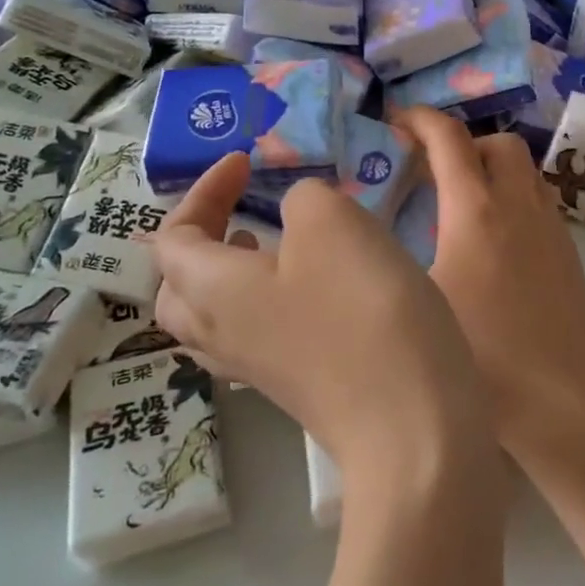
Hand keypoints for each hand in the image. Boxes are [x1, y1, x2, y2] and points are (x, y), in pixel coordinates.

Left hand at [151, 153, 496, 489]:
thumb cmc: (362, 309)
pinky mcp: (294, 387)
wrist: (411, 423)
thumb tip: (298, 211)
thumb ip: (302, 198)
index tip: (246, 162)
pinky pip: (254, 334)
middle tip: (241, 214)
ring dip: (229, 273)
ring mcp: (255, 368)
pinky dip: (265, 301)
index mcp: (210, 291)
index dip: (202, 190)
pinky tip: (313, 288)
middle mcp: (219, 334)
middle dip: (200, 240)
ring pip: (212, 315)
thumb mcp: (332, 222)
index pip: (173, 236)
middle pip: (177, 287)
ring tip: (270, 244)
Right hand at [393, 108, 584, 463]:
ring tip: (461, 204)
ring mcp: (551, 228)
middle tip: (431, 171)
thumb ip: (395, 259)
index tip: (396, 123)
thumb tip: (370, 237)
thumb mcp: (419, 304)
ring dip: (492, 168)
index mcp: (476, 212)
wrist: (563, 404)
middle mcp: (519, 206)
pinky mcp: (569, 252)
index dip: (420, 119)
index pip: (448, 139)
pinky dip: (513, 197)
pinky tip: (493, 242)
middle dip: (462, 142)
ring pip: (524, 169)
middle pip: (497, 142)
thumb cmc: (484, 359)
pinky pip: (539, 200)